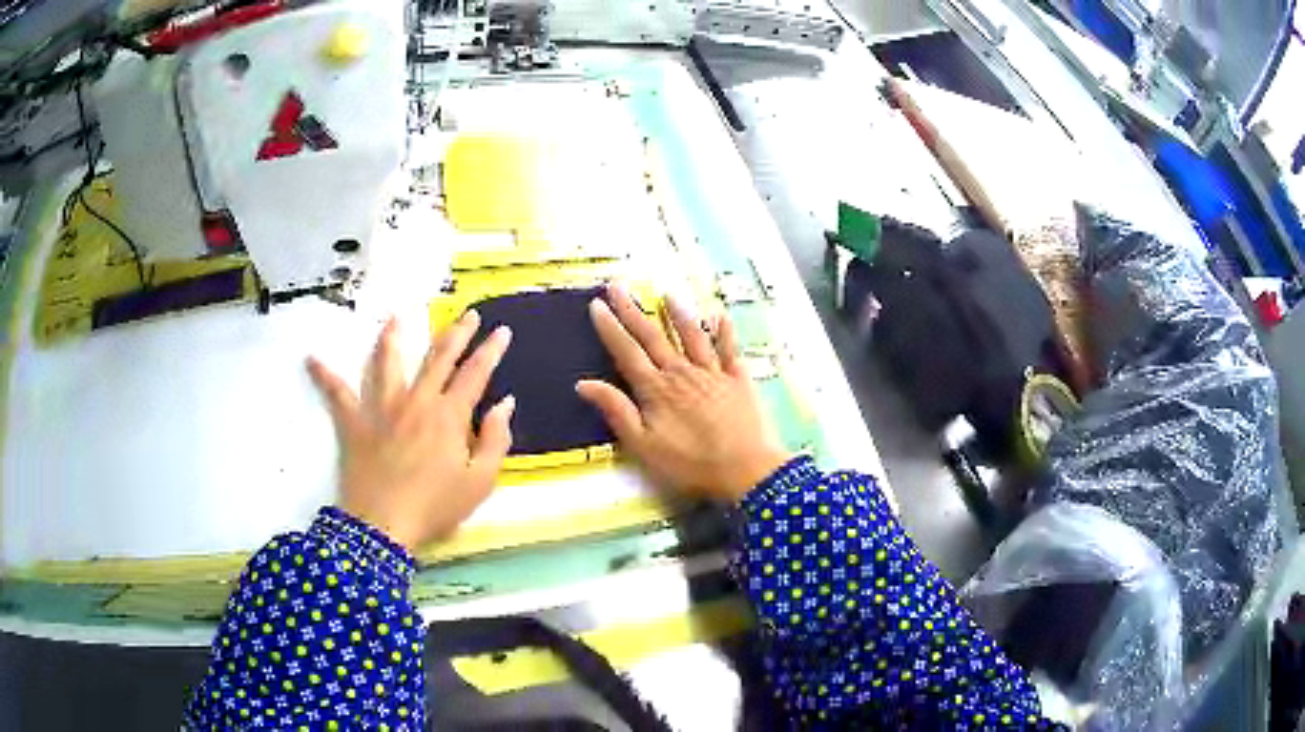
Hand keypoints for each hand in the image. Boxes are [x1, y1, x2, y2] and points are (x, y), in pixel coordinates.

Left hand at [307, 312, 514, 549]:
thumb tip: (504, 403)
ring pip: (387, 363)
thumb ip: (496, 440)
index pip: (475, 373)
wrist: (383, 526)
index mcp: (449, 416)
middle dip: (456, 332)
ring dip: (392, 338)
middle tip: (468, 314)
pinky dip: (324, 376)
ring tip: (395, 318)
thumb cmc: (435, 507)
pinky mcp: (354, 423)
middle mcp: (416, 401)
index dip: (491, 350)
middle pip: (438, 358)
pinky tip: (311, 359)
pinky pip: (337, 394)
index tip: (502, 331)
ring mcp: (381, 408)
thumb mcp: (479, 482)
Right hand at [577, 286, 792, 503]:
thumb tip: (583, 383)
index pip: (627, 351)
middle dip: (633, 310)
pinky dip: (724, 331)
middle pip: (653, 336)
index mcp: (656, 389)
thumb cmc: (690, 464)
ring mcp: (713, 373)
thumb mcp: (644, 446)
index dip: (610, 327)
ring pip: (692, 335)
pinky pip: (730, 349)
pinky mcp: (739, 379)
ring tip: (667, 294)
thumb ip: (616, 411)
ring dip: (678, 313)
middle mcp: (682, 372)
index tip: (597, 304)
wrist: (745, 470)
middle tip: (618, 286)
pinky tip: (720, 315)